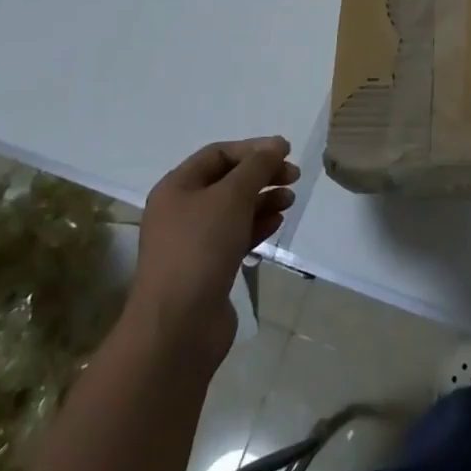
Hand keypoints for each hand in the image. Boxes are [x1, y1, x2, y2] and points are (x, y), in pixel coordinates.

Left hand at [123, 137, 298, 372]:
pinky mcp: (207, 268)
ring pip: (234, 210)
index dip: (253, 149)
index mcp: (177, 187)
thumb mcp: (232, 196)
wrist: (179, 326)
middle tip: (294, 177)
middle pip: (227, 181)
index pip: (218, 154)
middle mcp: (181, 211)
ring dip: (263, 200)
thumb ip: (257, 166)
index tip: (287, 152)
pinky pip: (235, 236)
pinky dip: (257, 226)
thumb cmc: (201, 248)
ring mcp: (193, 242)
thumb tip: (276, 144)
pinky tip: (277, 224)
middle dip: (261, 175)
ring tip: (290, 200)